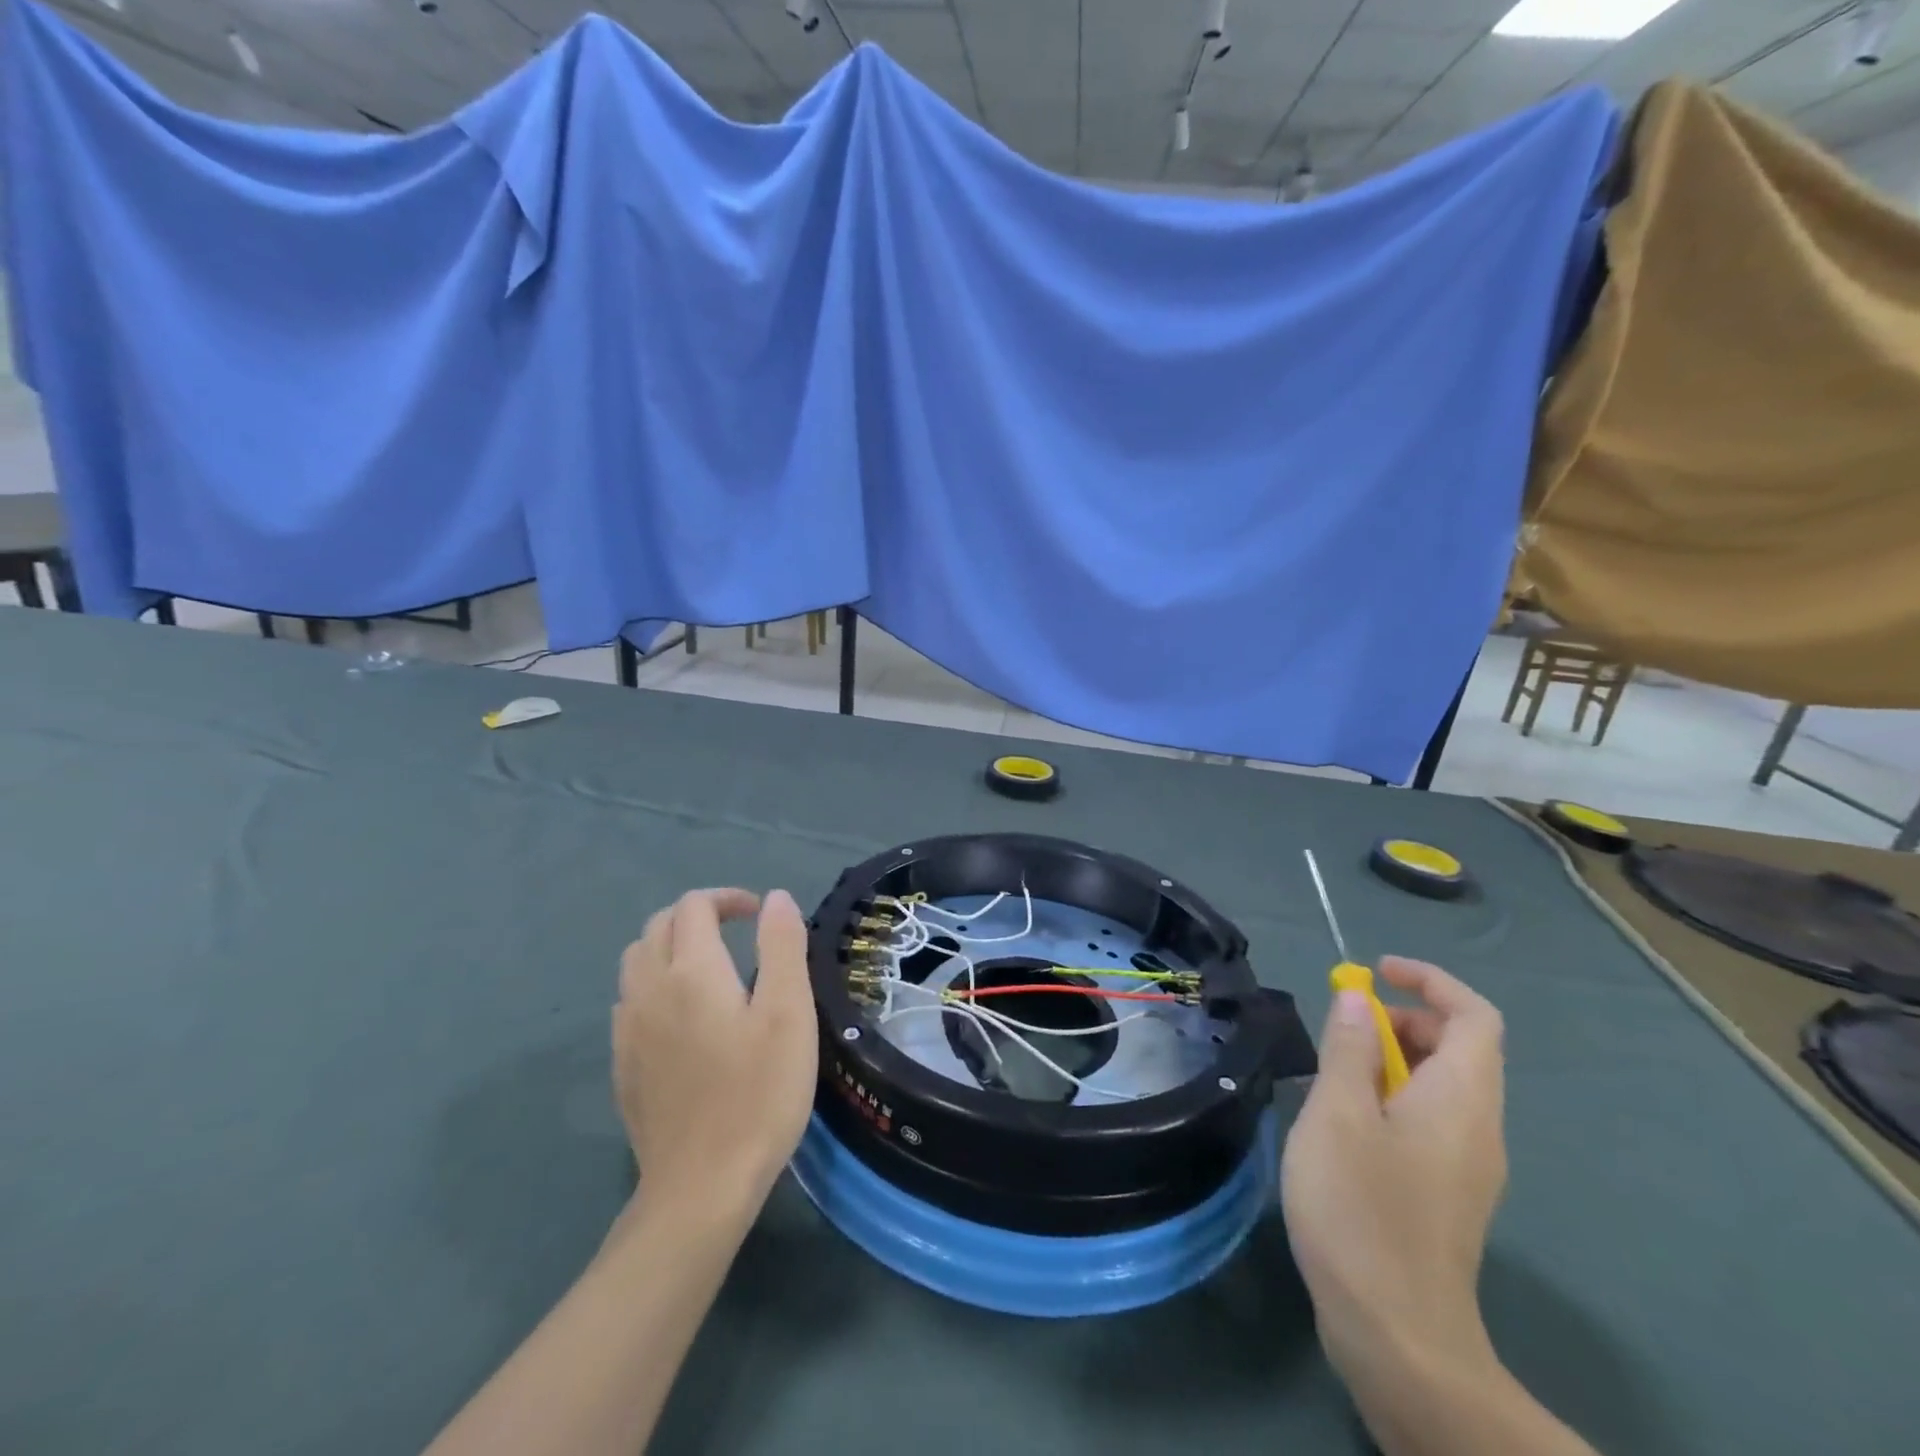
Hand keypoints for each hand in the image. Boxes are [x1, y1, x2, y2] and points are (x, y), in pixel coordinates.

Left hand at [612, 889, 817, 1220]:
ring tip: (709, 966)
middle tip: (738, 932)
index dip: (728, 898)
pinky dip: (655, 984)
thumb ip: (782, 946)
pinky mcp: (623, 1065)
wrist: (701, 1187)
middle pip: (658, 926)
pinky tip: (682, 1016)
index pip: (694, 906)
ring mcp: (628, 1030)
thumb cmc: (758, 1093)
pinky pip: (629, 1001)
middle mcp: (648, 989)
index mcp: (690, 971)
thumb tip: (774, 898)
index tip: (761, 915)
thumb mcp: (789, 1013)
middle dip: (697, 915)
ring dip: (670, 945)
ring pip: (636, 961)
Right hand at [1280, 957, 1507, 1380]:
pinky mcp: (1446, 1196)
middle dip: (1403, 1020)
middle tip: (1344, 1027)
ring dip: (1391, 1060)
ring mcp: (1467, 1167)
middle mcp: (1479, 1128)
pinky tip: (1344, 1126)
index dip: (1429, 982)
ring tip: (1333, 1075)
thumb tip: (1359, 998)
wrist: (1398, 1336)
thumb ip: (1350, 1048)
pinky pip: (1430, 1121)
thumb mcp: (1338, 1113)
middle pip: (1460, 1049)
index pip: (1474, 1016)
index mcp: (1462, 1099)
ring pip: (1441, 1087)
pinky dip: (1392, 1098)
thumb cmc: (1361, 1208)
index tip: (1374, 972)